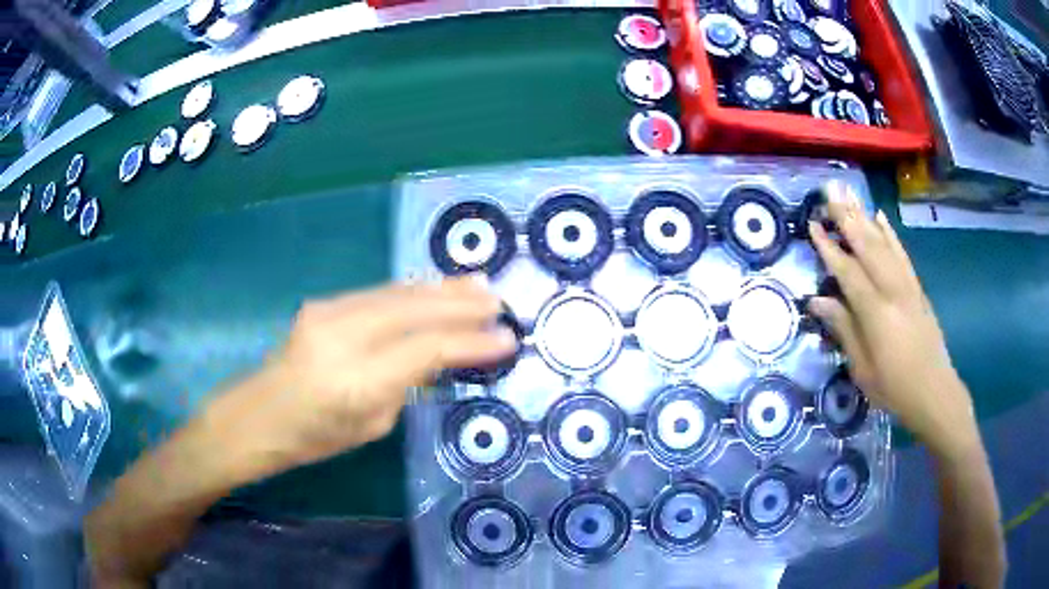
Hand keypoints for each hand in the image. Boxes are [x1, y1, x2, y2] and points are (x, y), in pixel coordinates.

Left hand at [211, 277, 517, 472]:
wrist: (259, 415)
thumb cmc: (315, 438)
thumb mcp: (371, 424)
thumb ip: (406, 383)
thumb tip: (439, 352)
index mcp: (355, 381)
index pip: (426, 349)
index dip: (470, 341)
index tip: (506, 339)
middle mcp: (342, 337)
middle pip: (413, 309)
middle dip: (460, 303)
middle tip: (497, 299)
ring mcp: (328, 313)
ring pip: (397, 293)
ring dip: (440, 289)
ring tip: (476, 285)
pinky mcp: (323, 303)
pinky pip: (379, 294)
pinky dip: (413, 291)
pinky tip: (434, 289)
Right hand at [806, 181, 977, 458]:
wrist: (935, 392)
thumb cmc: (894, 388)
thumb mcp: (863, 368)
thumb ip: (843, 329)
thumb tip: (818, 300)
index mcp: (876, 313)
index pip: (848, 272)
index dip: (830, 248)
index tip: (813, 224)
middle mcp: (893, 291)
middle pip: (867, 246)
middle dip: (848, 216)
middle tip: (830, 189)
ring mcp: (908, 286)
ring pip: (884, 244)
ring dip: (865, 216)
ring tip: (849, 194)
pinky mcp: (917, 288)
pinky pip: (902, 254)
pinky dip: (890, 233)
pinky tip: (881, 217)